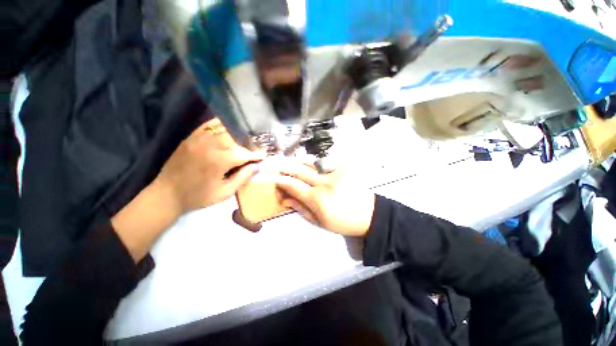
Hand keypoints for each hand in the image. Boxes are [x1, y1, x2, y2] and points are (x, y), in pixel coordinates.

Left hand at [155, 118, 265, 215]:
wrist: (166, 194)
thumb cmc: (198, 196)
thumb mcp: (224, 193)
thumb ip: (242, 178)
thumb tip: (256, 166)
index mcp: (218, 161)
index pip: (243, 153)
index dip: (255, 155)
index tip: (263, 156)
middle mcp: (209, 146)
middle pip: (235, 138)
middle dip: (246, 144)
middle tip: (253, 150)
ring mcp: (198, 139)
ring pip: (223, 130)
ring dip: (236, 135)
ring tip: (243, 141)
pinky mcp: (191, 137)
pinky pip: (208, 126)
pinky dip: (220, 125)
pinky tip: (228, 129)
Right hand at [275, 162, 375, 236]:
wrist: (369, 214)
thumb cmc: (343, 222)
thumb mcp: (320, 222)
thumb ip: (300, 208)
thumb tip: (285, 198)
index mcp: (318, 199)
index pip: (292, 184)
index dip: (278, 178)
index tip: (266, 174)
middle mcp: (325, 183)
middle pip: (299, 169)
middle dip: (283, 164)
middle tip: (270, 160)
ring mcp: (336, 173)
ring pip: (312, 166)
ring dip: (300, 167)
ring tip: (294, 168)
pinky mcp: (344, 169)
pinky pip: (324, 167)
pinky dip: (317, 170)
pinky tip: (319, 176)